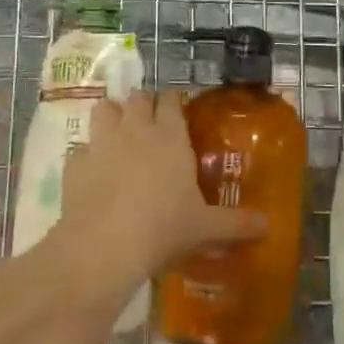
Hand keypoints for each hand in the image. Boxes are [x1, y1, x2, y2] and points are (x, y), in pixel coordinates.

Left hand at [55, 90, 266, 287]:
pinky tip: (93, 171)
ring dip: (112, 116)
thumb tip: (268, 226)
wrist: (105, 245)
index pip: (172, 100)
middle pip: (138, 98)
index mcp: (170, 137)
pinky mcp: (75, 164)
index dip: (174, 100)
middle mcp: (136, 130)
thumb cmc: (164, 228)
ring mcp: (102, 143)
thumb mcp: (206, 228)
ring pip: (104, 109)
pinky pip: (80, 148)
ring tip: (119, 133)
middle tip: (151, 122)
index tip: (178, 108)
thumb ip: (237, 224)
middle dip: (144, 103)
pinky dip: (87, 154)